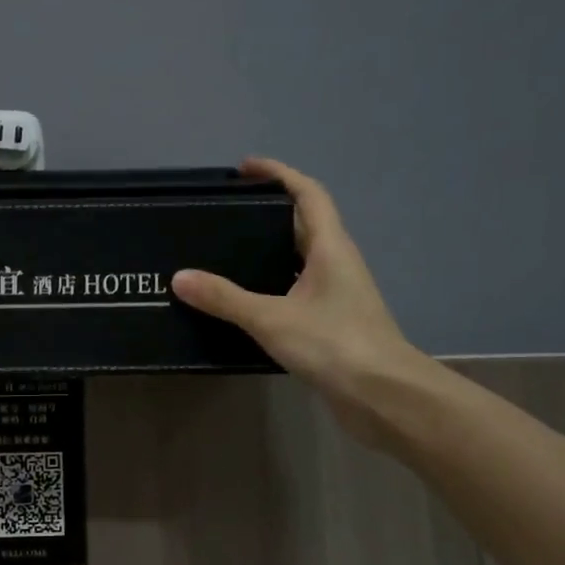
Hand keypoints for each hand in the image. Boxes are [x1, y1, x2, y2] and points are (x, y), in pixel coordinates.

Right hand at [172, 158, 433, 444]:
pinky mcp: (332, 323)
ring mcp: (337, 295)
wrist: (384, 396)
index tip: (246, 169)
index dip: (279, 174)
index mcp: (330, 247)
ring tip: (227, 254)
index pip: (308, 194)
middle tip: (226, 215)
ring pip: (300, 259)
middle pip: (304, 224)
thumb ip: (225, 298)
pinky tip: (246, 302)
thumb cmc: (334, 344)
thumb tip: (180, 277)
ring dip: (270, 250)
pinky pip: (297, 291)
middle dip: (269, 212)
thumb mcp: (272, 318)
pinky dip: (272, 286)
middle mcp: (337, 264)